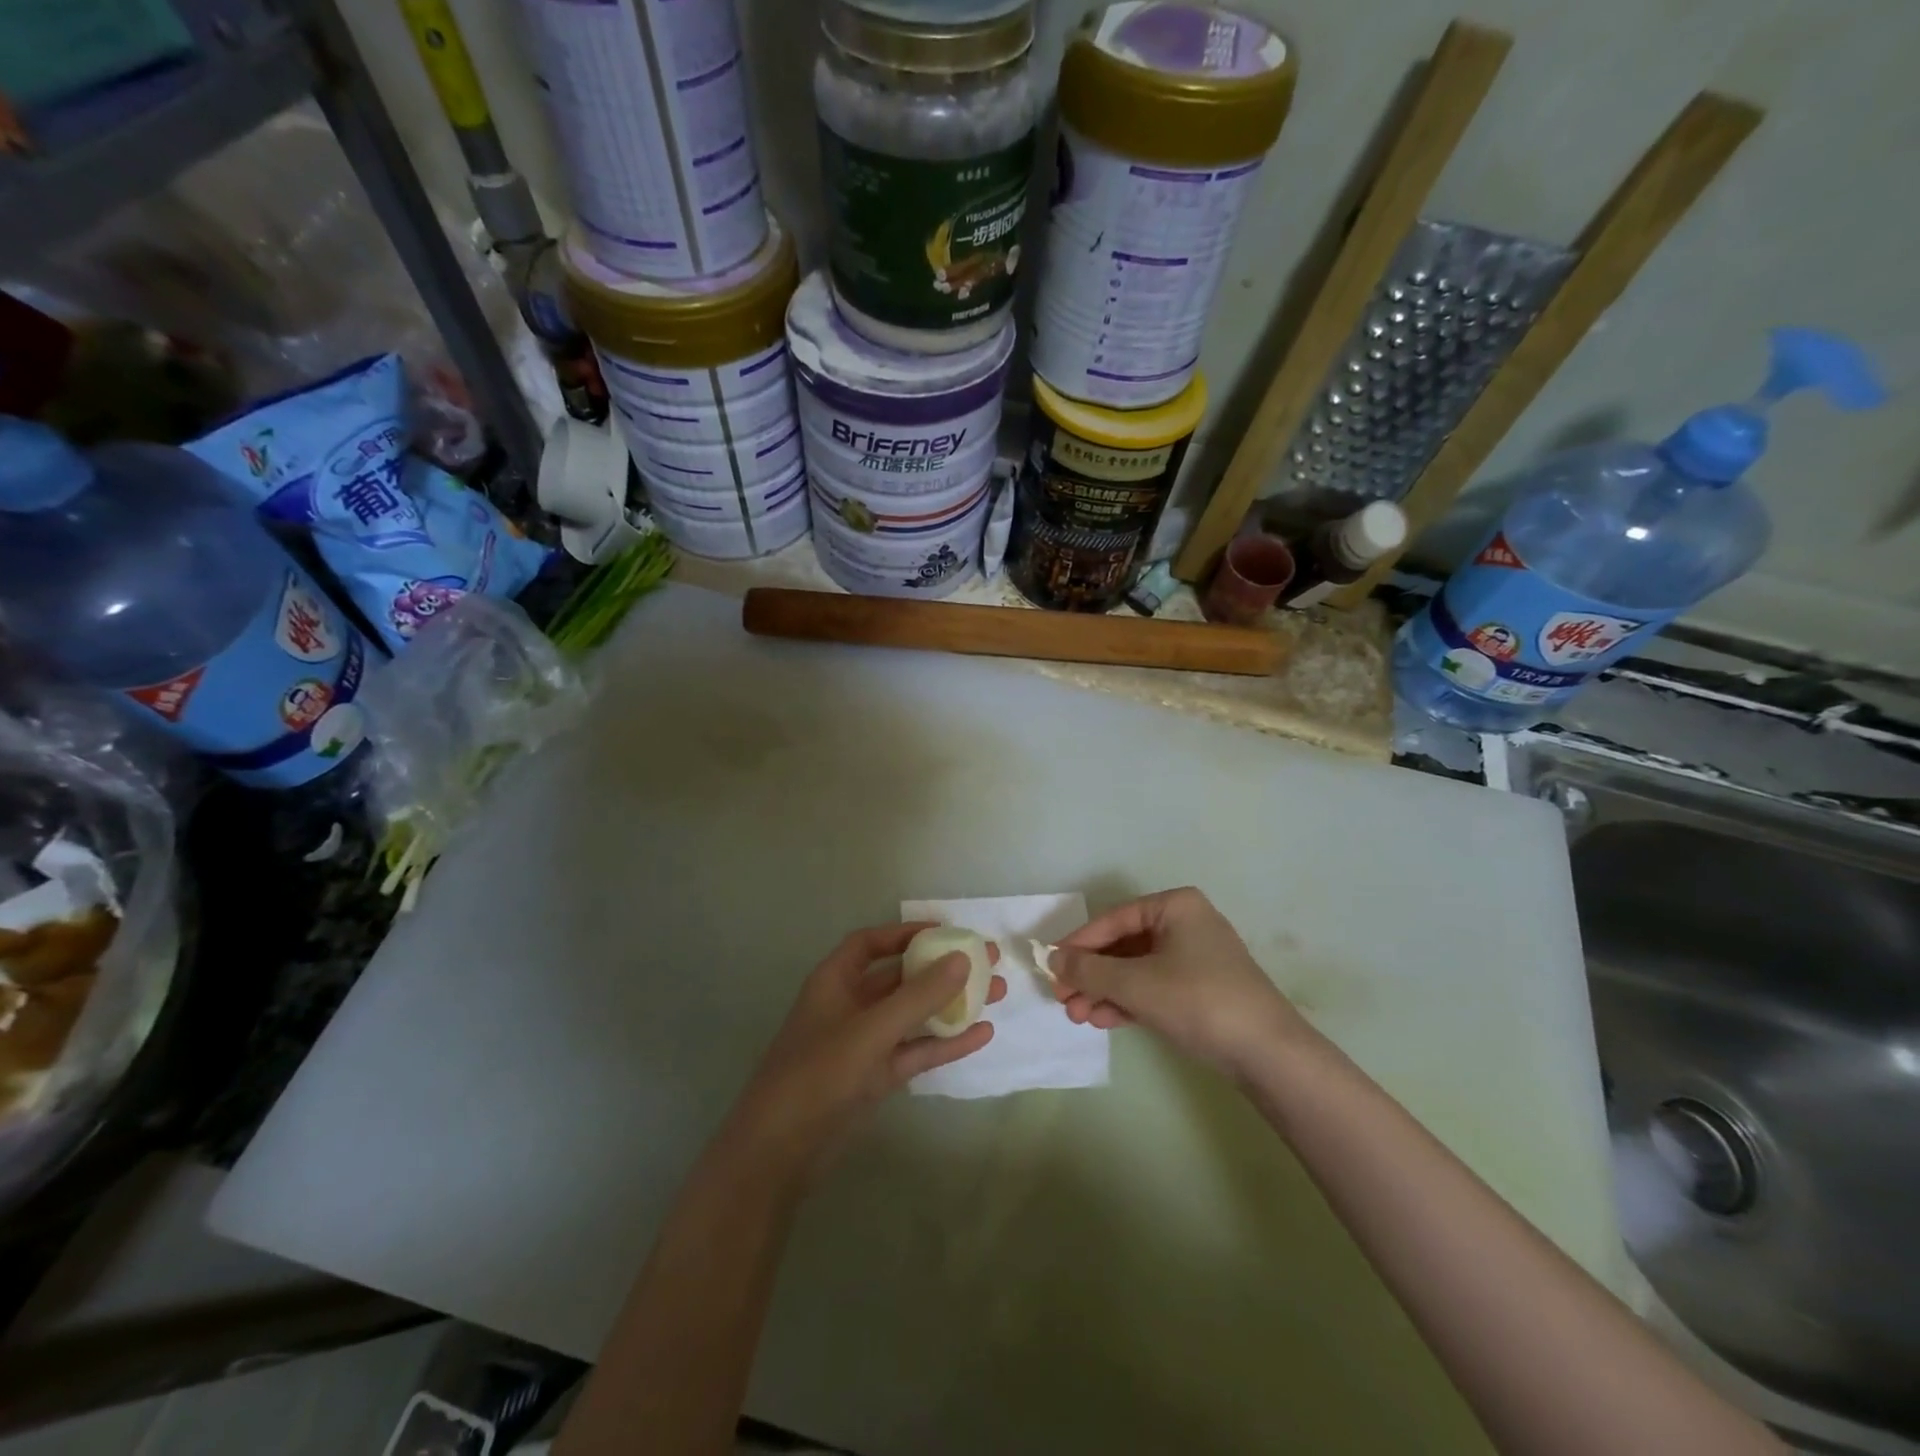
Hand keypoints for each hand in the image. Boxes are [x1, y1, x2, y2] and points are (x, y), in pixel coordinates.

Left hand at [729, 923, 1004, 1174]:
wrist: (778, 1153)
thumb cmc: (817, 1075)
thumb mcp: (870, 1031)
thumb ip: (917, 997)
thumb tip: (962, 959)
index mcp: (835, 981)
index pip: (871, 943)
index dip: (907, 932)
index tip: (948, 932)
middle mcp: (850, 1005)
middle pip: (900, 976)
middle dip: (941, 968)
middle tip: (987, 961)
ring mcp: (864, 1043)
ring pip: (913, 1014)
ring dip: (951, 1004)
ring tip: (996, 994)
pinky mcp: (875, 1078)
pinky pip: (915, 1050)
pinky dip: (945, 1043)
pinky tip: (982, 1036)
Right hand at [1052, 888, 1306, 1076]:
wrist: (1268, 1053)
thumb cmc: (1198, 1000)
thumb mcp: (1135, 984)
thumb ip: (1089, 971)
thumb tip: (1052, 959)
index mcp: (1174, 906)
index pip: (1113, 920)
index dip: (1078, 945)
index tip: (1050, 967)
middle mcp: (1185, 923)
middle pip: (1123, 945)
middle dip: (1091, 975)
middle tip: (1062, 1000)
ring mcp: (1195, 957)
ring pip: (1136, 969)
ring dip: (1104, 991)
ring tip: (1078, 1016)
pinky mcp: (1201, 988)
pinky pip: (1154, 986)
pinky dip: (1128, 1001)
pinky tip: (1104, 1020)